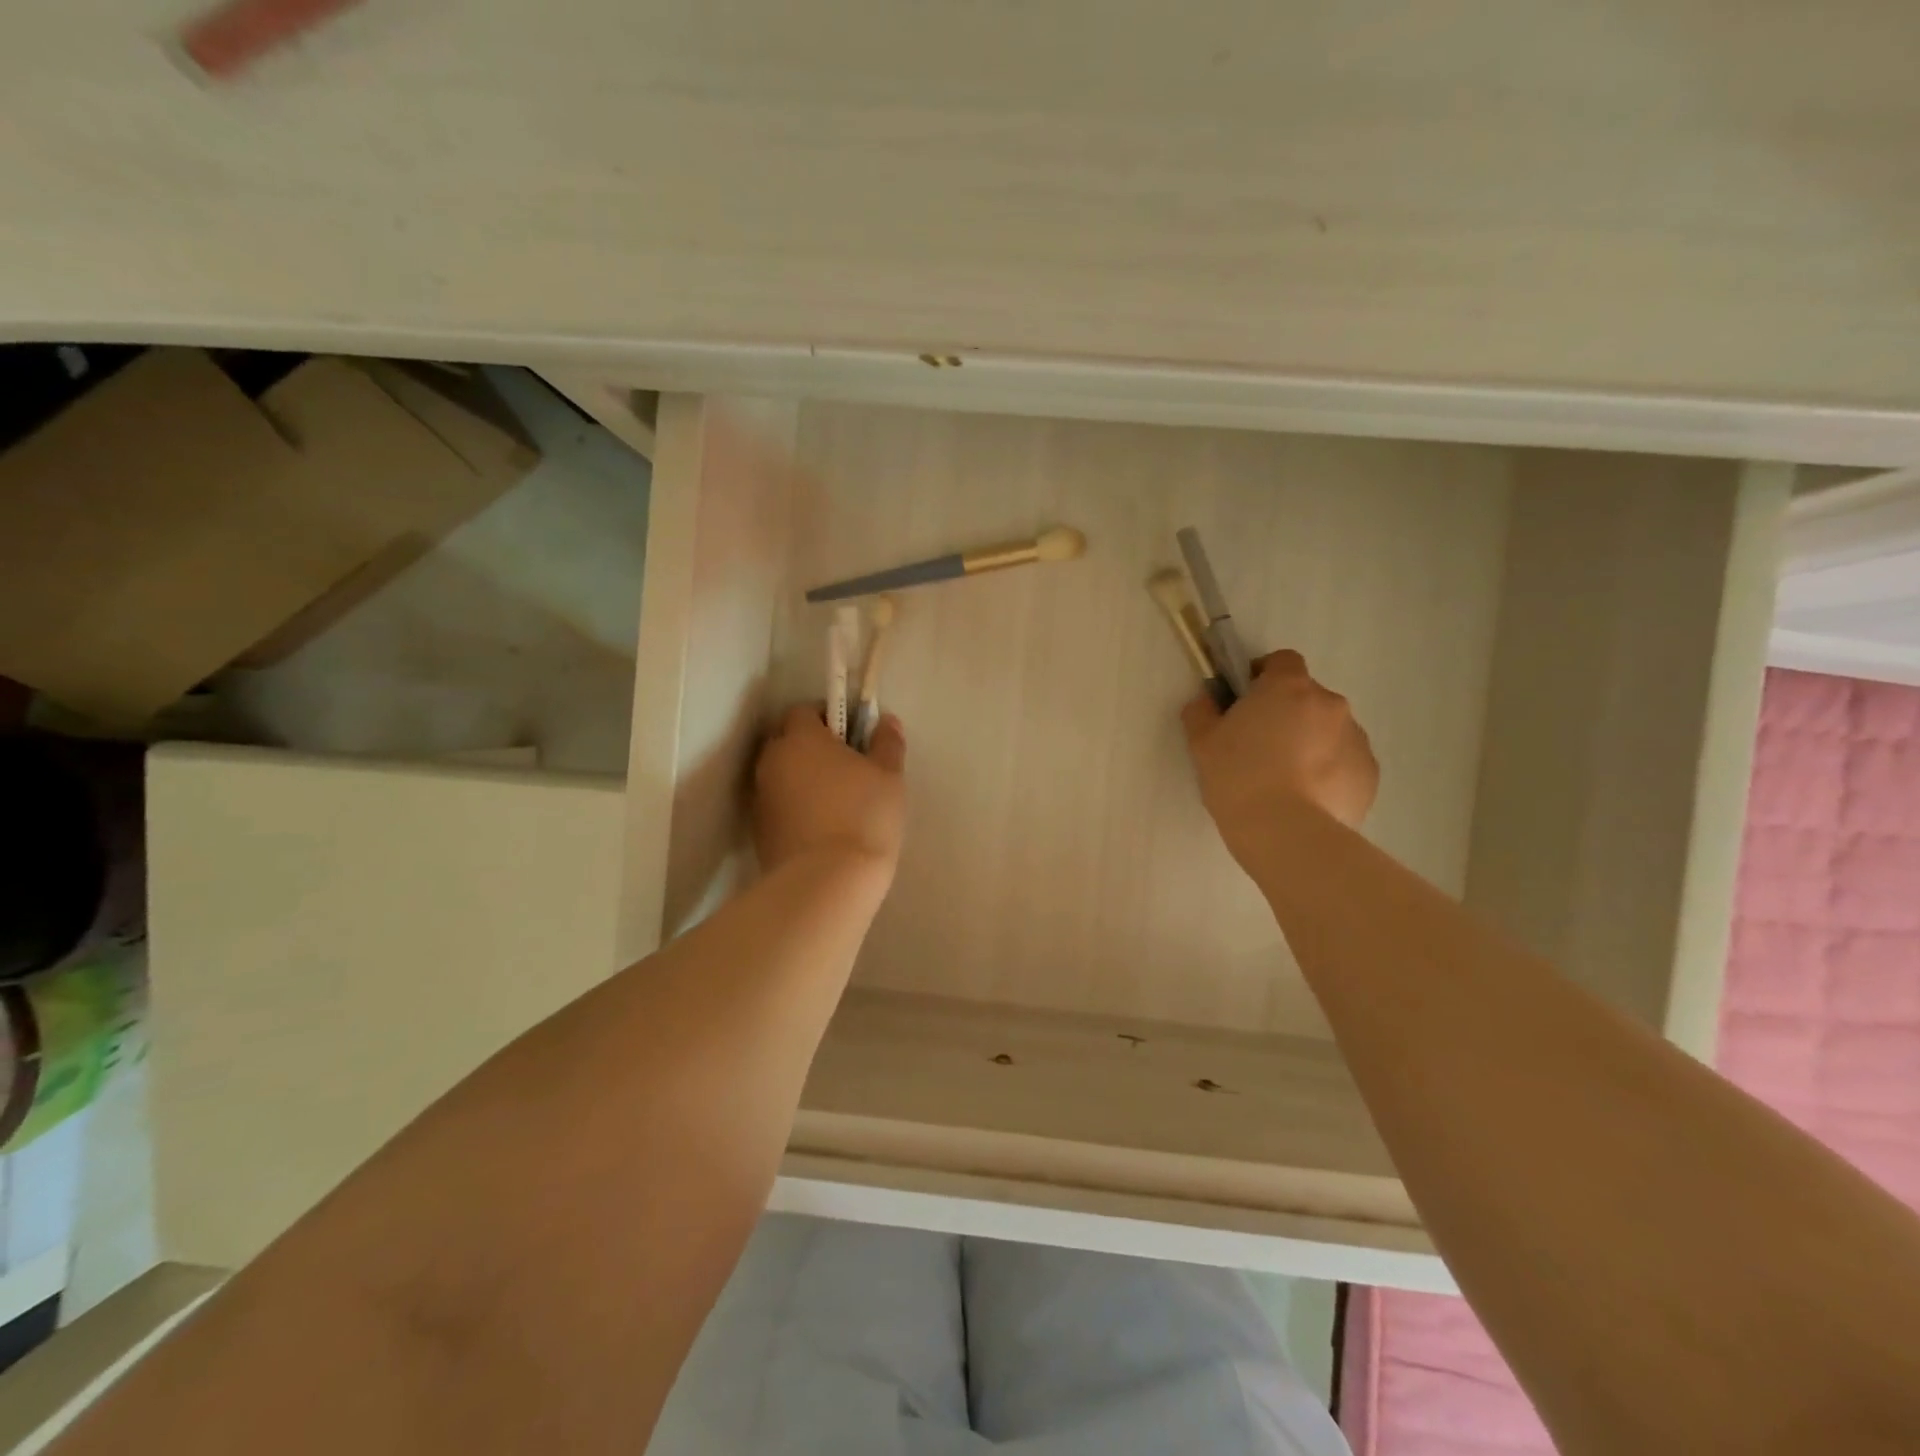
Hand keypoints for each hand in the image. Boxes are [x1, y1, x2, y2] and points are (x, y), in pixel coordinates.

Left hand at [752, 704, 907, 876]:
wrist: (827, 882)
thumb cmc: (863, 816)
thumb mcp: (889, 776)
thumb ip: (887, 743)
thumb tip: (885, 721)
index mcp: (801, 738)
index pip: (804, 711)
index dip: (828, 717)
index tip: (852, 735)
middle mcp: (772, 760)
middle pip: (788, 740)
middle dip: (811, 746)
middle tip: (846, 765)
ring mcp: (761, 797)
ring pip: (781, 774)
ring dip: (802, 777)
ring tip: (835, 800)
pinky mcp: (759, 830)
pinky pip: (779, 804)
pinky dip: (796, 806)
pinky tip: (821, 826)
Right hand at [1182, 650, 1378, 867]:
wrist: (1285, 832)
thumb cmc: (1238, 778)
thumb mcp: (1202, 743)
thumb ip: (1202, 712)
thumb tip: (1207, 701)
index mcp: (1289, 688)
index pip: (1283, 661)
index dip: (1264, 676)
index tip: (1247, 701)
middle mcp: (1330, 704)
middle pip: (1307, 697)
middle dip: (1288, 714)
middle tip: (1261, 747)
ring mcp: (1356, 738)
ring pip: (1329, 730)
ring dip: (1310, 743)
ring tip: (1286, 780)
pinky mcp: (1370, 773)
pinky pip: (1345, 761)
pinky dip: (1328, 771)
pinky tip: (1306, 798)